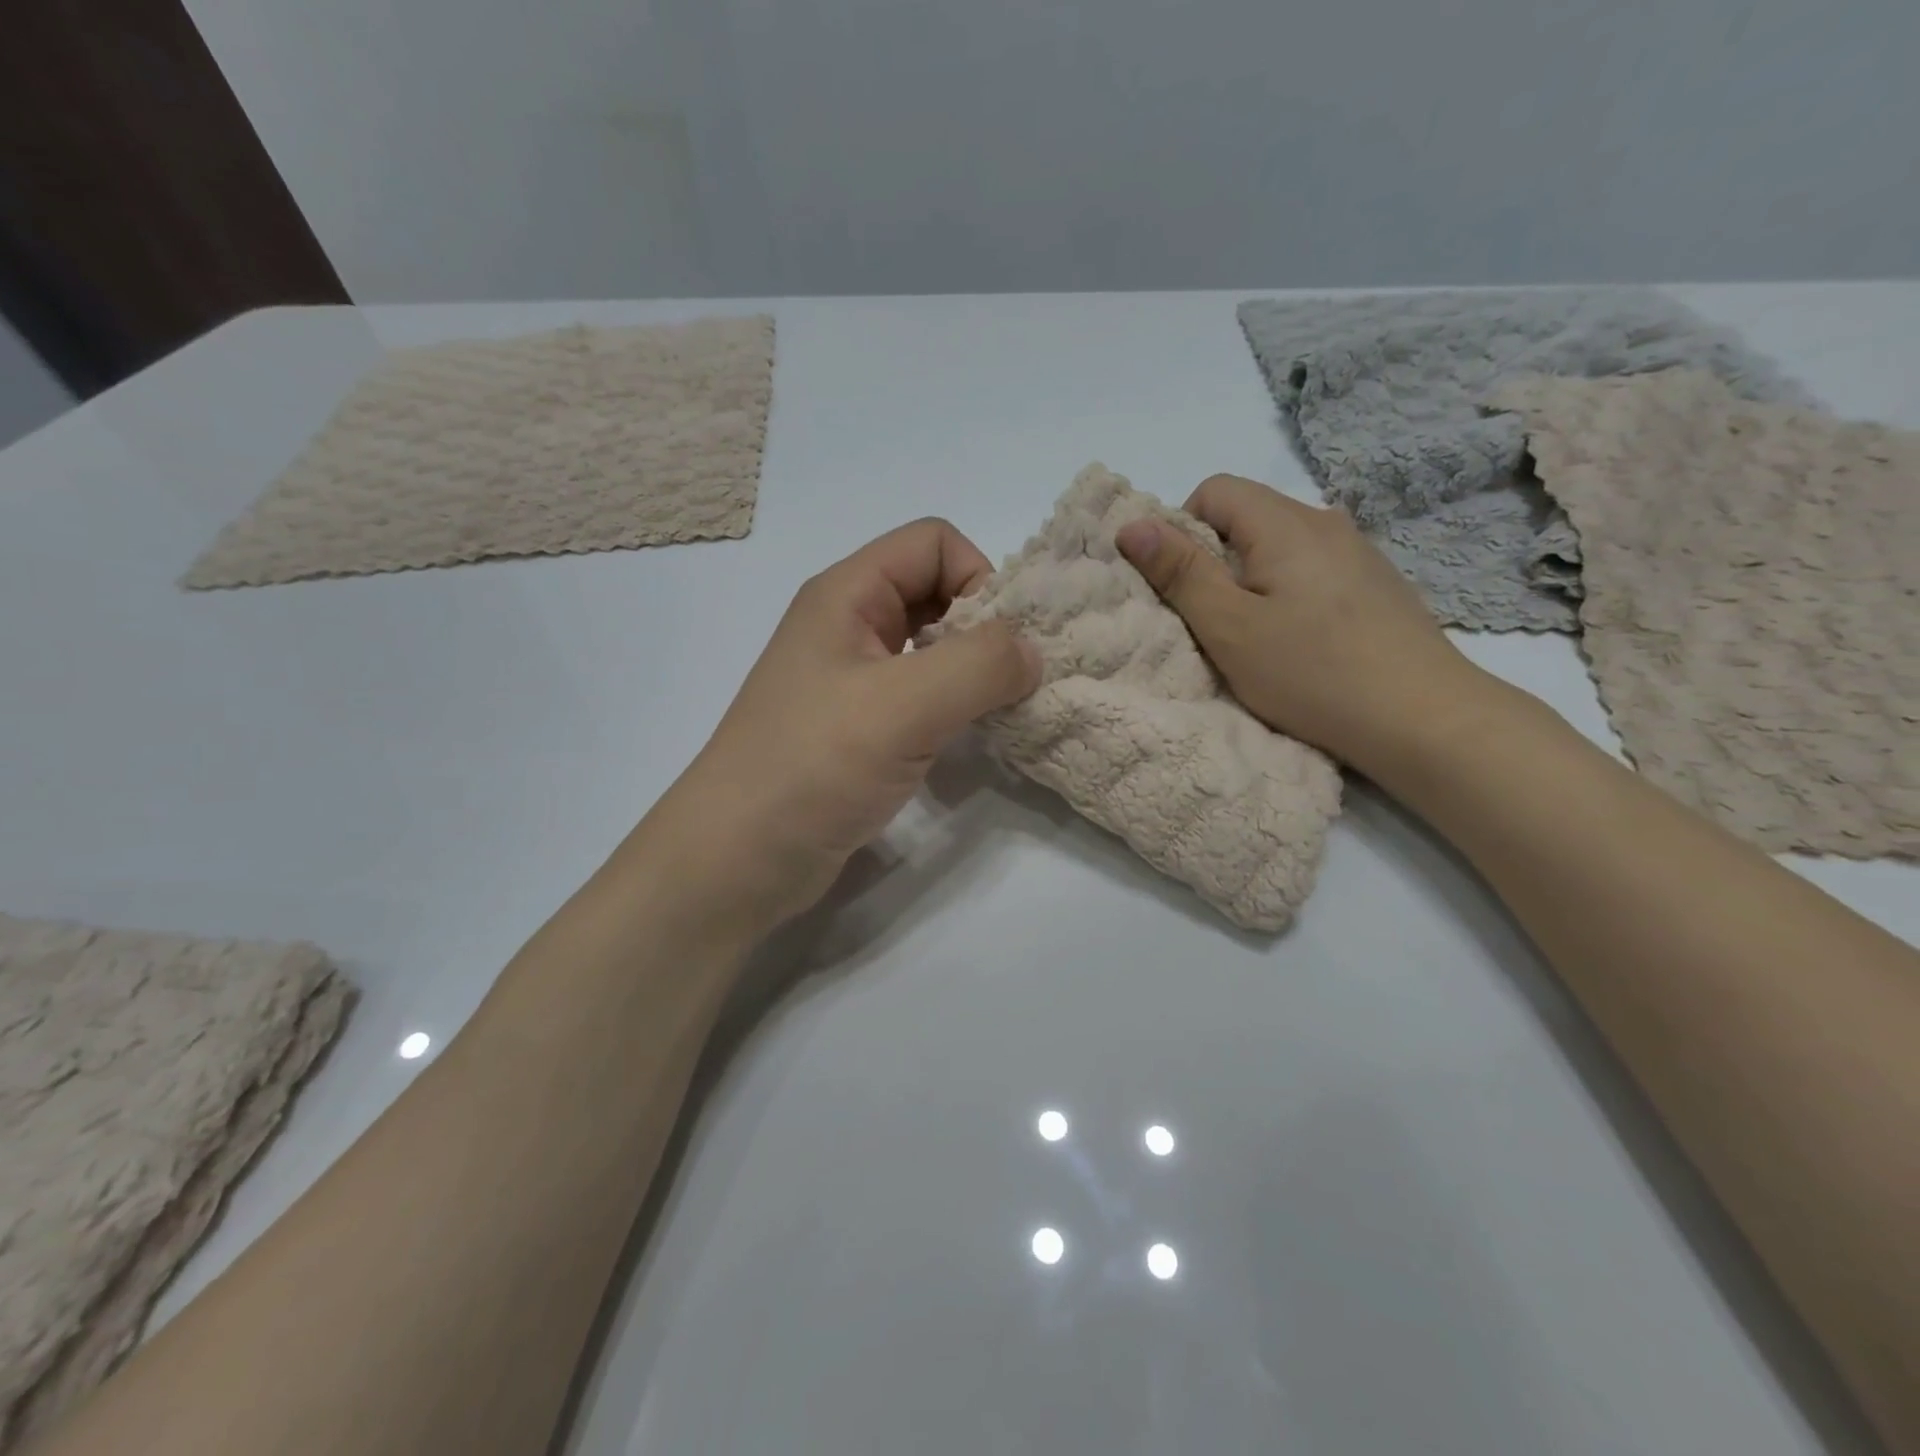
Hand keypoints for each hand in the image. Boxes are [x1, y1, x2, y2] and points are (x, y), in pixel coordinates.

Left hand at [648, 518, 1040, 932]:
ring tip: (999, 712)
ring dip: (973, 672)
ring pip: (932, 648)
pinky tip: (969, 739)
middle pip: (936, 591)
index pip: (934, 542)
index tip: (1001, 645)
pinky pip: (921, 695)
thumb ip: (980, 665)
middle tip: (1012, 682)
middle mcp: (848, 625)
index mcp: (847, 594)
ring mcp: (851, 680)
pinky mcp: (859, 728)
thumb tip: (1032, 651)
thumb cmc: (813, 767)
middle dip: (985, 627)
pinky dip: (954, 706)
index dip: (979, 577)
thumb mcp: (904, 705)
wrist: (738, 859)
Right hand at [1115, 474, 1490, 777]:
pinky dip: (1287, 596)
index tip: (1183, 588)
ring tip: (1256, 638)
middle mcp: (1325, 522)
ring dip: (1251, 582)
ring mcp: (1358, 553)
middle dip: (1215, 561)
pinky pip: (1311, 571)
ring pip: (1280, 548)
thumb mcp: (1229, 627)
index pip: (1214, 491)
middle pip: (1248, 518)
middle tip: (1213, 623)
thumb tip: (1132, 524)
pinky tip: (1300, 644)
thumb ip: (1180, 572)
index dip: (1182, 531)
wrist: (1423, 718)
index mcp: (1286, 523)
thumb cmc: (1311, 672)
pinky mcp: (1376, 585)